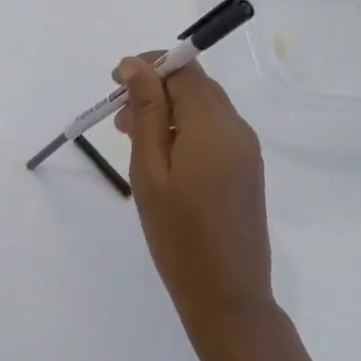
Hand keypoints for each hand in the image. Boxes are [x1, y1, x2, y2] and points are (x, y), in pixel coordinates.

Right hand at [114, 54, 274, 345]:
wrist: (226, 296)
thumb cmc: (177, 235)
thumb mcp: (150, 170)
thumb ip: (145, 112)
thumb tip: (136, 65)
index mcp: (213, 125)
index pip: (183, 69)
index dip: (148, 66)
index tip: (114, 84)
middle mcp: (237, 129)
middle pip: (195, 84)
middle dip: (155, 88)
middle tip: (118, 118)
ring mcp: (246, 149)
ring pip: (204, 106)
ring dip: (167, 109)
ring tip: (133, 137)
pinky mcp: (246, 168)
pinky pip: (214, 129)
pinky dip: (185, 128)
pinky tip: (162, 155)